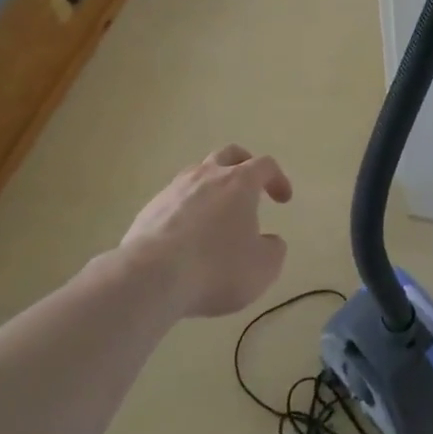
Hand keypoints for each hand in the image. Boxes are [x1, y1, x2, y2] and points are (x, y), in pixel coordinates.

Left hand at [116, 145, 292, 317]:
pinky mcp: (148, 210)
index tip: (283, 200)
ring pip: (197, 175)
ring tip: (216, 215)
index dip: (278, 179)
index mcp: (239, 182)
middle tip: (251, 186)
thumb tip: (270, 242)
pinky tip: (186, 237)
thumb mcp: (263, 267)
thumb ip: (273, 250)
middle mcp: (206, 176)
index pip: (265, 165)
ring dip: (211, 188)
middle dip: (243, 165)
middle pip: (228, 155)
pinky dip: (186, 211)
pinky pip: (174, 200)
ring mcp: (173, 190)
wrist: (150, 278)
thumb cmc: (217, 268)